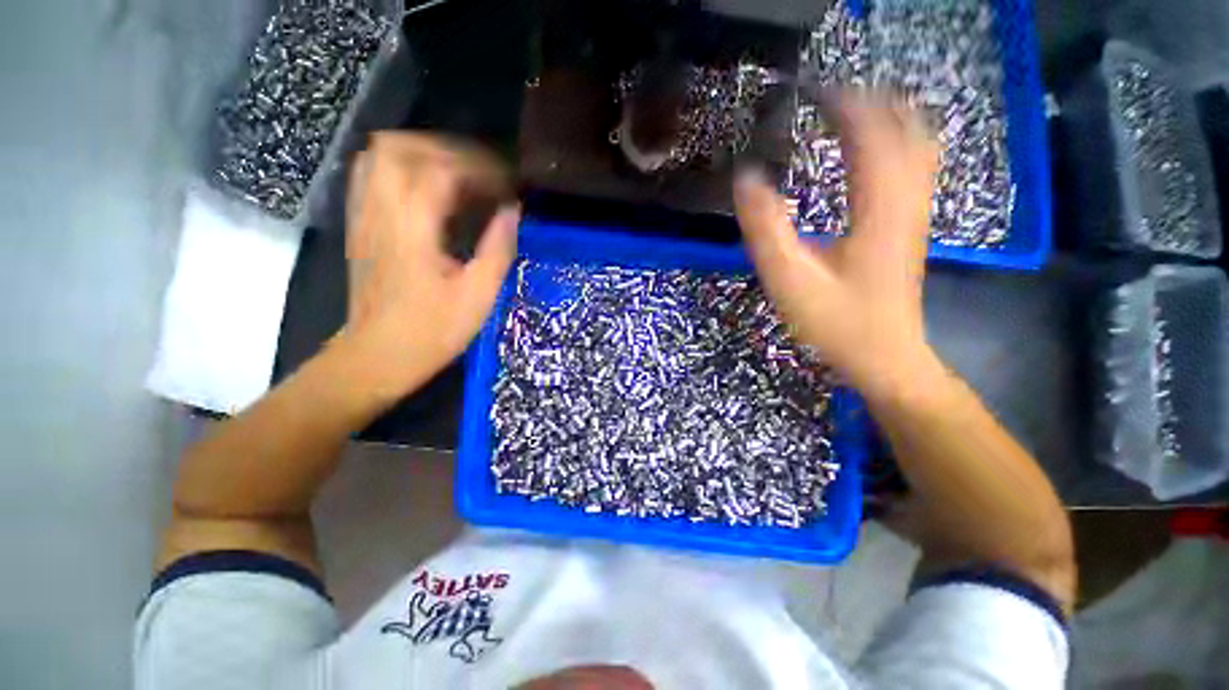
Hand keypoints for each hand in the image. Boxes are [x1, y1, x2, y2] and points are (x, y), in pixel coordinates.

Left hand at [344, 132, 518, 396]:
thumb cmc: (433, 330)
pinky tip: (431, 191)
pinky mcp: (360, 223)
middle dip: (449, 151)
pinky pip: (372, 173)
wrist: (377, 356)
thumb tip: (513, 210)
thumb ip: (498, 247)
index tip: (509, 186)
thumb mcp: (479, 294)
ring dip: (425, 155)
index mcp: (412, 226)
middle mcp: (380, 208)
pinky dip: (404, 168)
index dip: (481, 169)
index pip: (442, 169)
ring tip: (461, 177)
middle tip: (484, 175)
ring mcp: (363, 213)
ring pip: (381, 154)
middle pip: (402, 146)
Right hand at [734, 92, 939, 399]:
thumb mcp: (789, 280)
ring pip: (918, 143)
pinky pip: (916, 167)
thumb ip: (765, 229)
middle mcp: (906, 200)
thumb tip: (746, 178)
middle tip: (829, 97)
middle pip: (905, 126)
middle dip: (870, 101)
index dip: (843, 101)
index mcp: (877, 208)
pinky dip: (897, 143)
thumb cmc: (836, 323)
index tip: (811, 89)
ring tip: (849, 111)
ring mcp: (915, 213)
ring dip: (888, 117)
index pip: (870, 131)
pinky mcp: (912, 226)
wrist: (884, 357)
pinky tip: (873, 150)